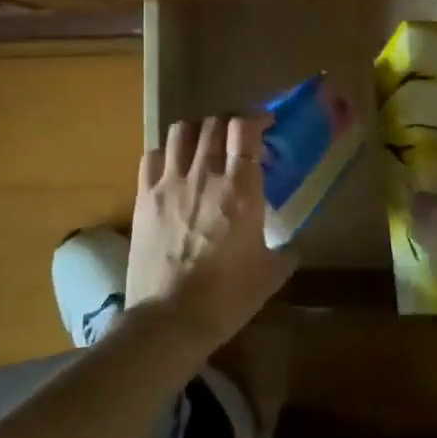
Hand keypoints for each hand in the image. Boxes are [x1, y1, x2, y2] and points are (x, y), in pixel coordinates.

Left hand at [127, 115, 293, 353]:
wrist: (169, 319)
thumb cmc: (226, 298)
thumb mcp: (270, 275)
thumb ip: (285, 252)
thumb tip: (292, 245)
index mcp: (241, 189)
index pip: (245, 129)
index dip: (256, 119)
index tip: (265, 126)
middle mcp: (205, 175)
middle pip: (214, 123)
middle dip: (229, 123)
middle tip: (237, 139)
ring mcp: (170, 182)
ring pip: (182, 130)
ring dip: (198, 131)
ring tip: (205, 146)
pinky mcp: (144, 196)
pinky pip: (153, 155)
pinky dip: (167, 153)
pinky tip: (174, 167)